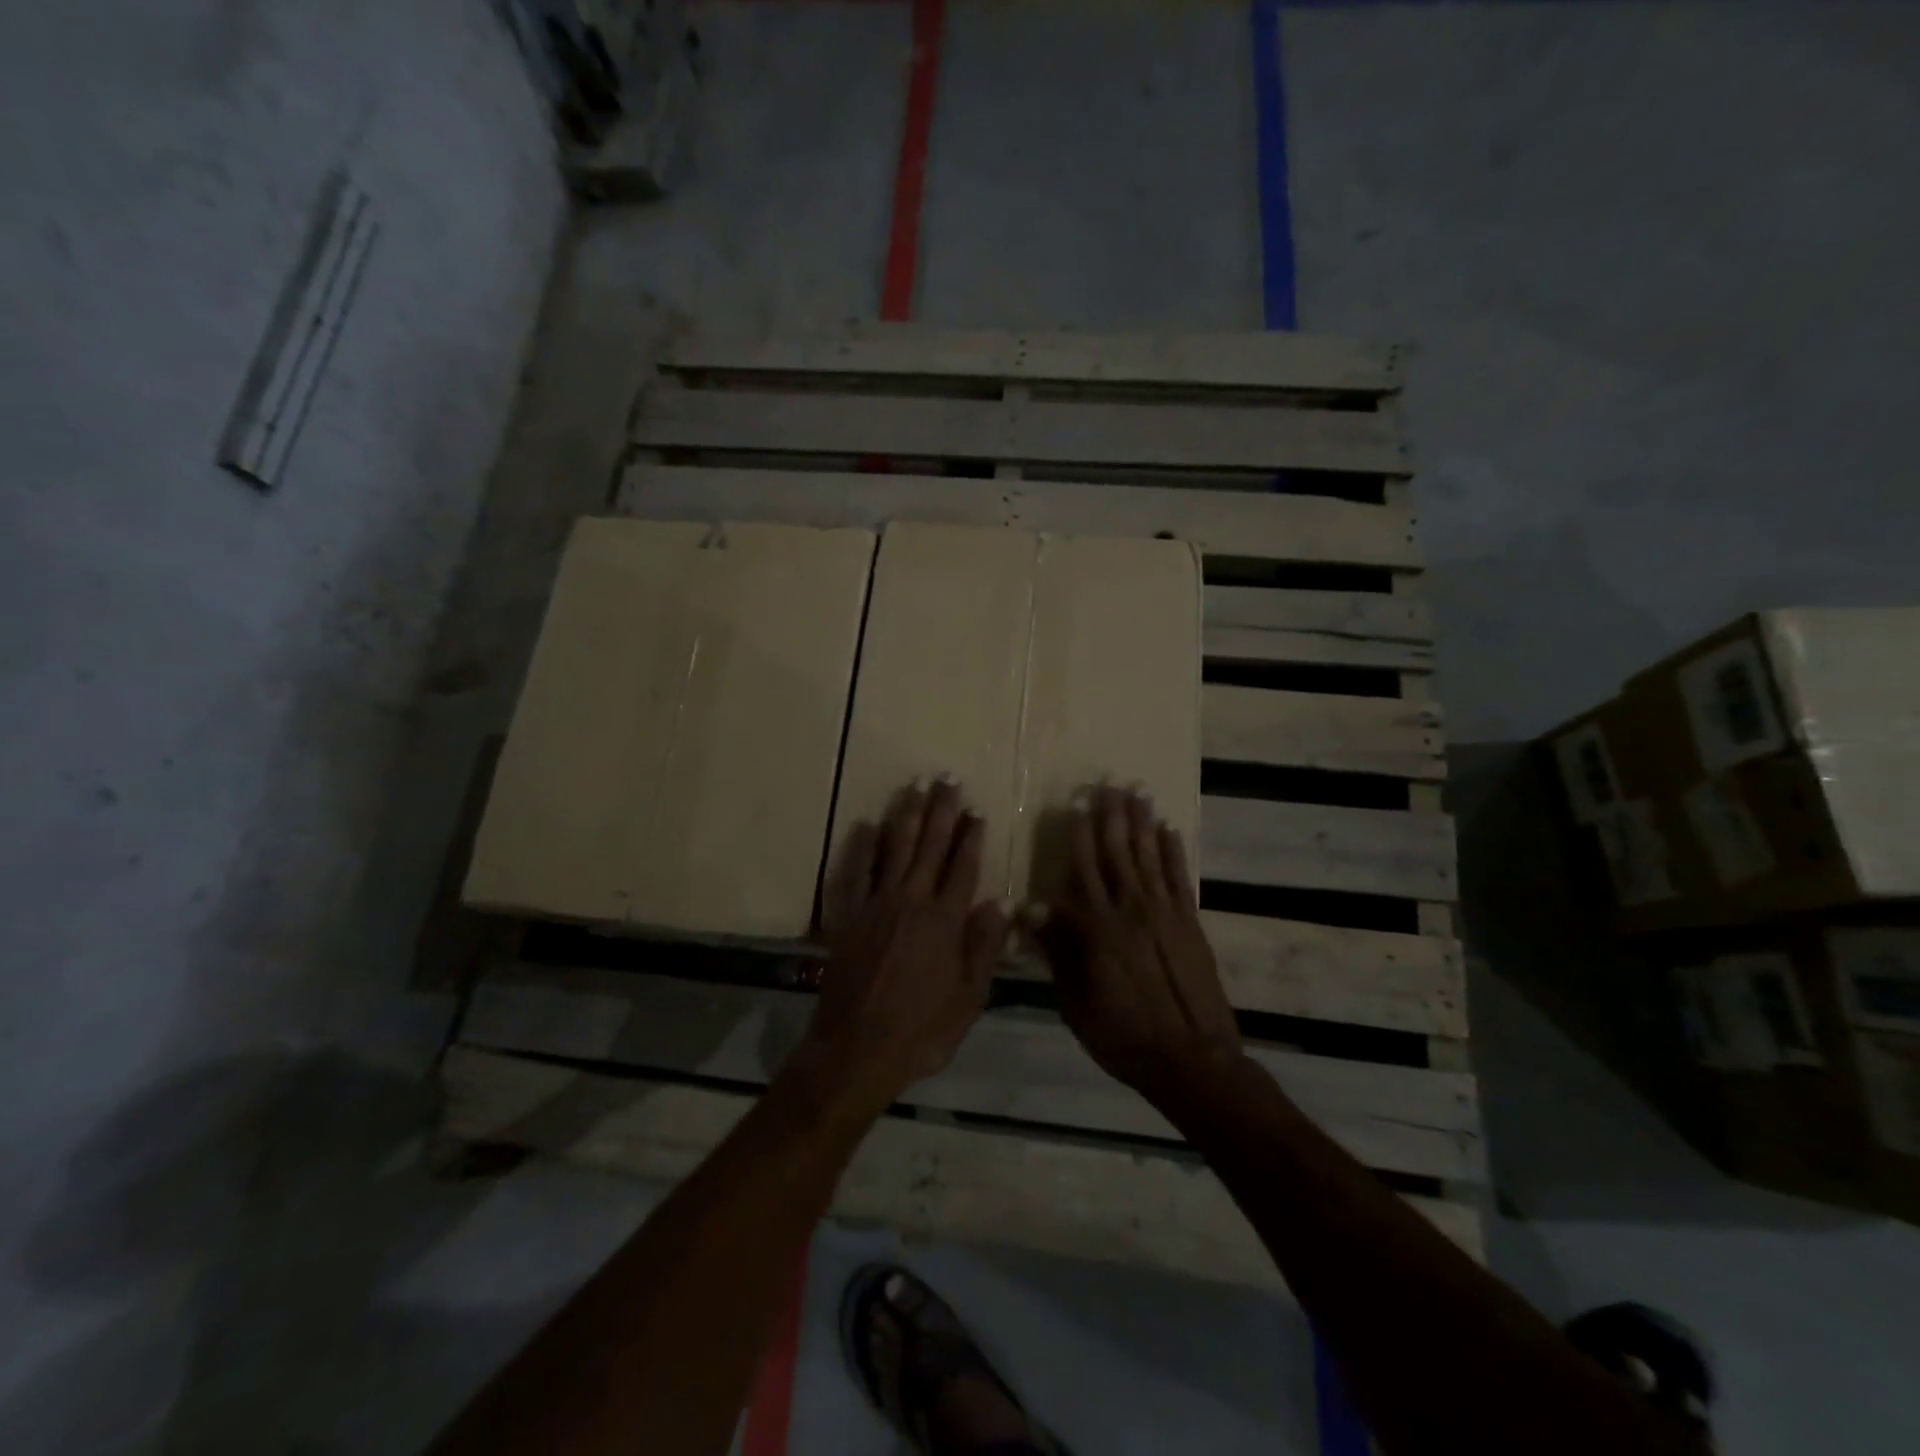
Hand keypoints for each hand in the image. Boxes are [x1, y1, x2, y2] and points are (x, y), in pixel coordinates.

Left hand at [797, 779, 1009, 1115]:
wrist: (857, 1048)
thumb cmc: (922, 1030)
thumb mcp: (969, 998)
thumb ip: (983, 947)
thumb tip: (999, 903)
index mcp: (945, 920)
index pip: (963, 867)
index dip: (971, 837)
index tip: (977, 811)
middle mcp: (912, 901)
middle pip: (930, 846)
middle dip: (941, 811)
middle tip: (947, 779)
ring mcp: (876, 904)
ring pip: (895, 849)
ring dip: (907, 815)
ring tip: (915, 787)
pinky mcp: (848, 916)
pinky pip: (855, 873)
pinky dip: (861, 847)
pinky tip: (866, 825)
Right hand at [1027, 786, 1242, 1101]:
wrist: (1190, 1060)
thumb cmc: (1121, 1035)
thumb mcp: (1074, 1002)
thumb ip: (1056, 952)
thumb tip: (1030, 911)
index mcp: (1096, 928)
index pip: (1082, 868)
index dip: (1078, 834)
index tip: (1076, 804)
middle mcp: (1129, 909)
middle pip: (1116, 852)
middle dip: (1110, 816)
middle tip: (1108, 784)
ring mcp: (1164, 913)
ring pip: (1148, 856)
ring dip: (1141, 822)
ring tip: (1137, 792)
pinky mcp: (1190, 923)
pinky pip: (1179, 878)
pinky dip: (1174, 852)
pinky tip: (1169, 829)